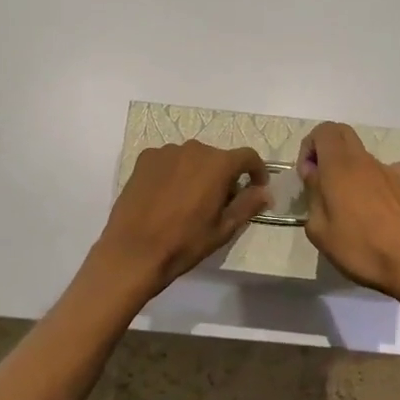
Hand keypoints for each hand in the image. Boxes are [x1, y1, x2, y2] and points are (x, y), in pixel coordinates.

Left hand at [91, 141, 271, 300]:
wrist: (133, 250)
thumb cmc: (184, 243)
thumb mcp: (223, 229)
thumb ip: (247, 205)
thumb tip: (266, 191)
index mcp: (217, 164)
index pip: (247, 156)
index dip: (257, 170)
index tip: (257, 187)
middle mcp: (193, 149)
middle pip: (218, 157)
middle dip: (224, 176)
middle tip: (220, 202)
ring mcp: (166, 152)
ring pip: (192, 158)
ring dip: (197, 173)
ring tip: (189, 201)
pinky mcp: (144, 159)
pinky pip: (168, 161)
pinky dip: (174, 173)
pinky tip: (166, 197)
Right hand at [298, 122, 399, 308]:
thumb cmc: (361, 248)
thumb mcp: (319, 230)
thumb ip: (312, 195)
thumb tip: (314, 175)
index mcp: (339, 165)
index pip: (323, 131)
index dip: (309, 147)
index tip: (307, 176)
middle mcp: (364, 160)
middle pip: (343, 134)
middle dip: (327, 151)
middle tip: (321, 182)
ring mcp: (388, 171)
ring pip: (362, 155)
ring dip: (348, 168)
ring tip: (347, 205)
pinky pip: (383, 172)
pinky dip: (373, 180)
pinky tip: (373, 207)